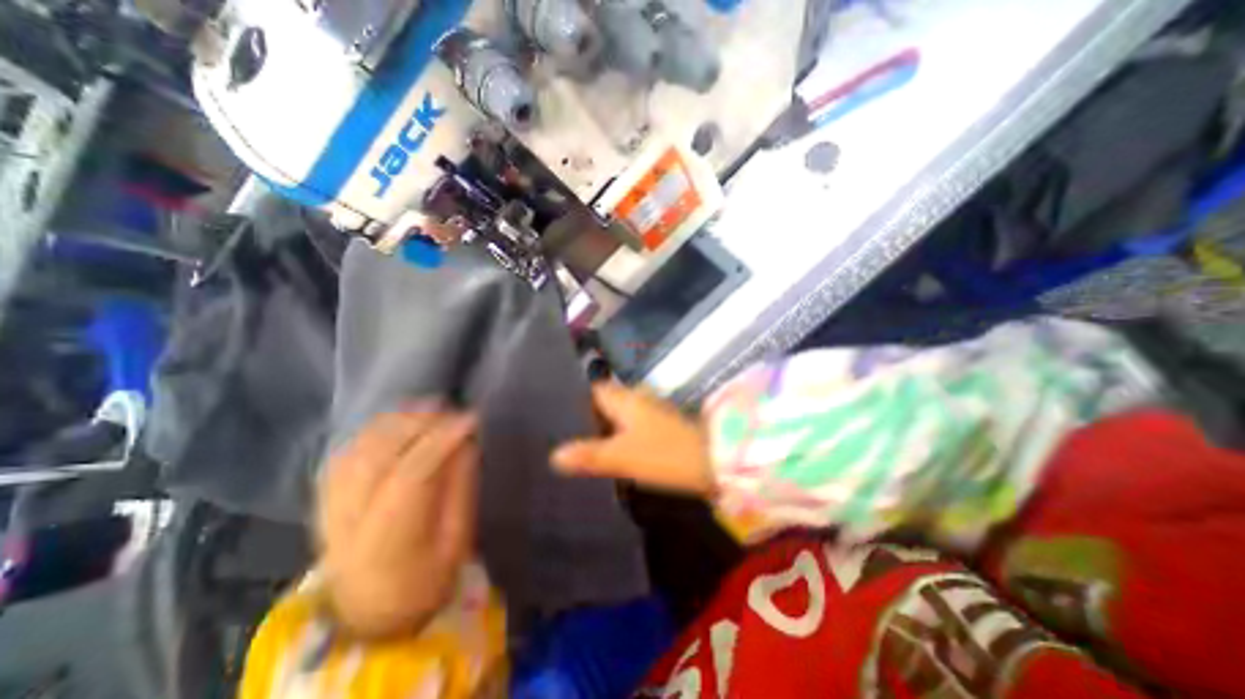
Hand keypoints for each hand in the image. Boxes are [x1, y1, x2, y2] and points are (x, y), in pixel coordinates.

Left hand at [316, 407, 480, 640]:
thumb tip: (466, 443)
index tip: (471, 419)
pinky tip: (398, 419)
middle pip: (376, 458)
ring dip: (395, 421)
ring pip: (357, 450)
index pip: (410, 477)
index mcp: (386, 541)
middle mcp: (349, 521)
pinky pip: (345, 452)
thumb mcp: (456, 540)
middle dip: (417, 424)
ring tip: (428, 407)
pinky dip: (373, 430)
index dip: (441, 441)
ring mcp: (329, 508)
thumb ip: (460, 489)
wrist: (369, 611)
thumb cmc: (425, 578)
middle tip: (451, 407)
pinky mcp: (325, 498)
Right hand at [550, 382, 715, 497]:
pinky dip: (619, 437)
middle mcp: (637, 401)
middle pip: (606, 402)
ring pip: (619, 416)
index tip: (556, 410)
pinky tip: (609, 452)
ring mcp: (651, 414)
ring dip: (603, 427)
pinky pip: (632, 428)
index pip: (595, 389)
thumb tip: (554, 456)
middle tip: (562, 432)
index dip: (576, 397)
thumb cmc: (664, 453)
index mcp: (625, 400)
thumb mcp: (622, 456)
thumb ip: (589, 455)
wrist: (712, 461)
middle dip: (587, 415)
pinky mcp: (660, 429)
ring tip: (578, 443)